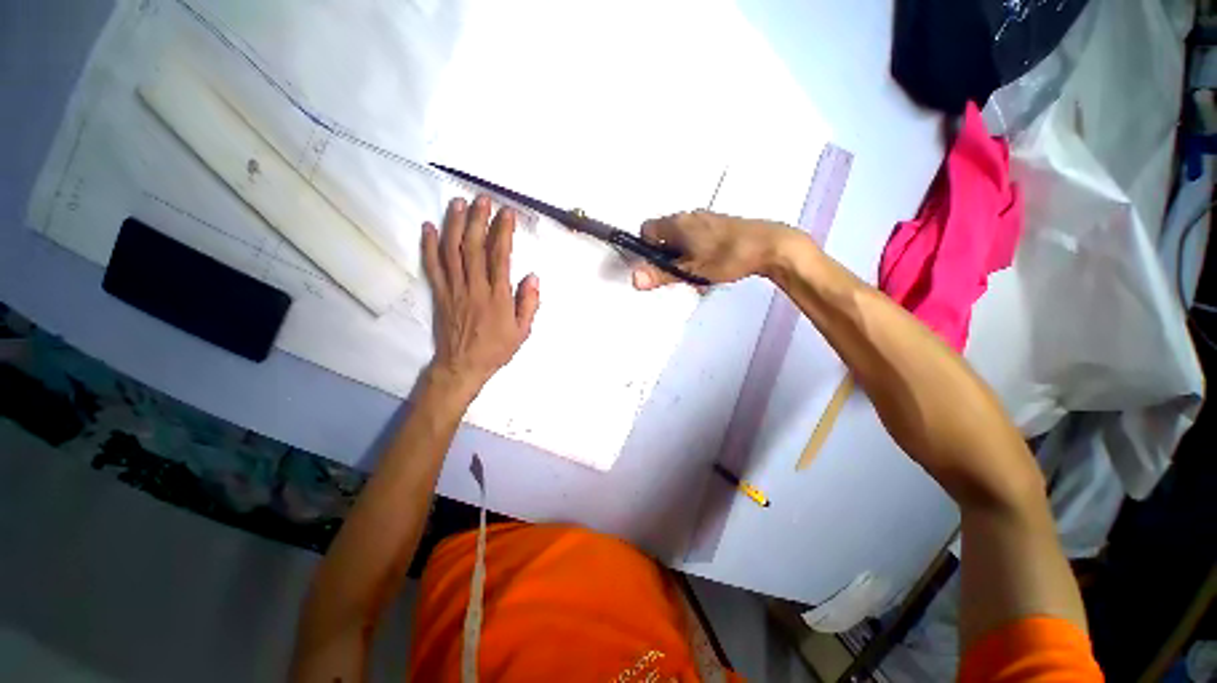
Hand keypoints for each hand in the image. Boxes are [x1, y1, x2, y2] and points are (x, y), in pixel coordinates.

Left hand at [421, 195, 539, 395]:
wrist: (462, 366)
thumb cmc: (496, 349)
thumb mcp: (523, 331)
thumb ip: (529, 303)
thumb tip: (533, 277)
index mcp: (498, 297)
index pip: (500, 257)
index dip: (503, 232)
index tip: (507, 213)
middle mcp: (475, 287)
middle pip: (474, 247)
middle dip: (479, 220)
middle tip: (482, 199)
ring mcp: (454, 289)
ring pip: (452, 252)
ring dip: (454, 225)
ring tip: (458, 203)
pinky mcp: (439, 294)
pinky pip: (433, 267)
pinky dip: (429, 246)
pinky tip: (428, 227)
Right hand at [630, 211, 797, 289]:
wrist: (771, 246)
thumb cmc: (728, 256)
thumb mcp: (692, 270)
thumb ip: (661, 274)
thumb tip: (634, 279)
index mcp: (677, 223)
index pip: (647, 230)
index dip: (646, 249)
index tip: (656, 266)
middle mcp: (689, 216)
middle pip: (664, 236)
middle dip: (666, 257)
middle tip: (677, 275)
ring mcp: (706, 219)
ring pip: (682, 240)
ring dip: (682, 258)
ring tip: (696, 275)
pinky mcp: (720, 226)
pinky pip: (698, 239)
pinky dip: (697, 254)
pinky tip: (711, 267)